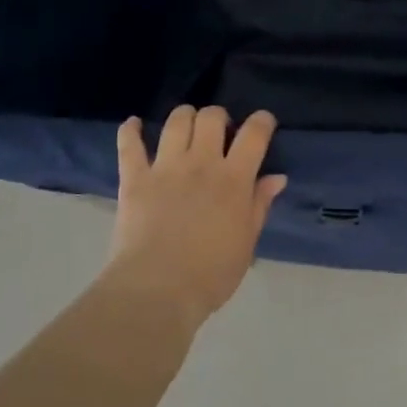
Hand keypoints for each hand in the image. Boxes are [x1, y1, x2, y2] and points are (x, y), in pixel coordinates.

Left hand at [103, 105, 287, 326]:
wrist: (158, 289)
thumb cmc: (211, 274)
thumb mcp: (247, 242)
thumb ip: (259, 205)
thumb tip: (276, 177)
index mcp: (234, 179)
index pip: (254, 134)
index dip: (262, 121)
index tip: (263, 122)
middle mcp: (201, 163)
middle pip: (212, 118)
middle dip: (219, 117)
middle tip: (220, 132)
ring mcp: (165, 168)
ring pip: (176, 122)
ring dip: (185, 117)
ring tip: (187, 126)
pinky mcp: (135, 179)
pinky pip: (129, 145)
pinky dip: (130, 130)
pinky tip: (133, 124)